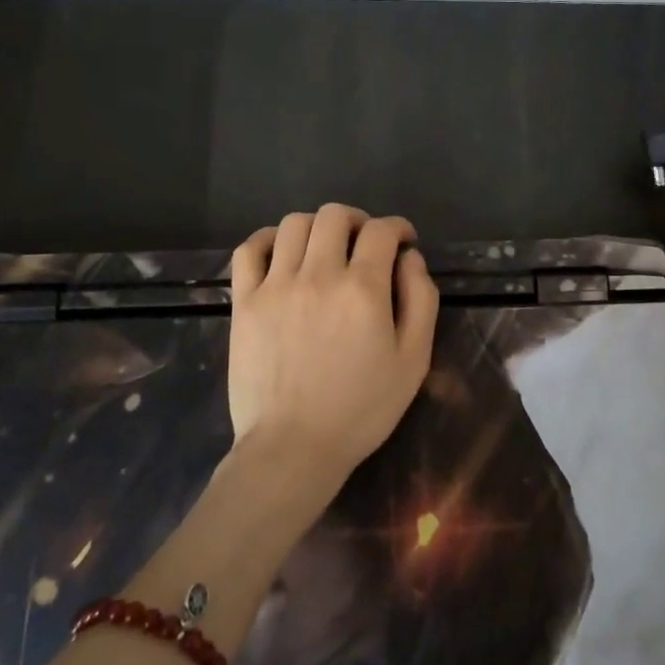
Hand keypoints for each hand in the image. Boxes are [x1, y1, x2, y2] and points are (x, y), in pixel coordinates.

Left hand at [227, 204, 438, 490]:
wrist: (293, 448)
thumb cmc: (361, 409)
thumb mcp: (413, 361)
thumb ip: (420, 300)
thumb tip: (410, 258)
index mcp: (362, 289)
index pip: (381, 231)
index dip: (398, 228)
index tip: (403, 241)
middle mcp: (318, 275)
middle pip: (335, 216)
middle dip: (358, 220)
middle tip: (365, 243)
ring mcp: (275, 286)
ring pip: (294, 224)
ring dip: (317, 227)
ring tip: (325, 249)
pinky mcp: (244, 301)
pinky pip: (249, 249)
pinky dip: (267, 240)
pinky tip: (281, 253)